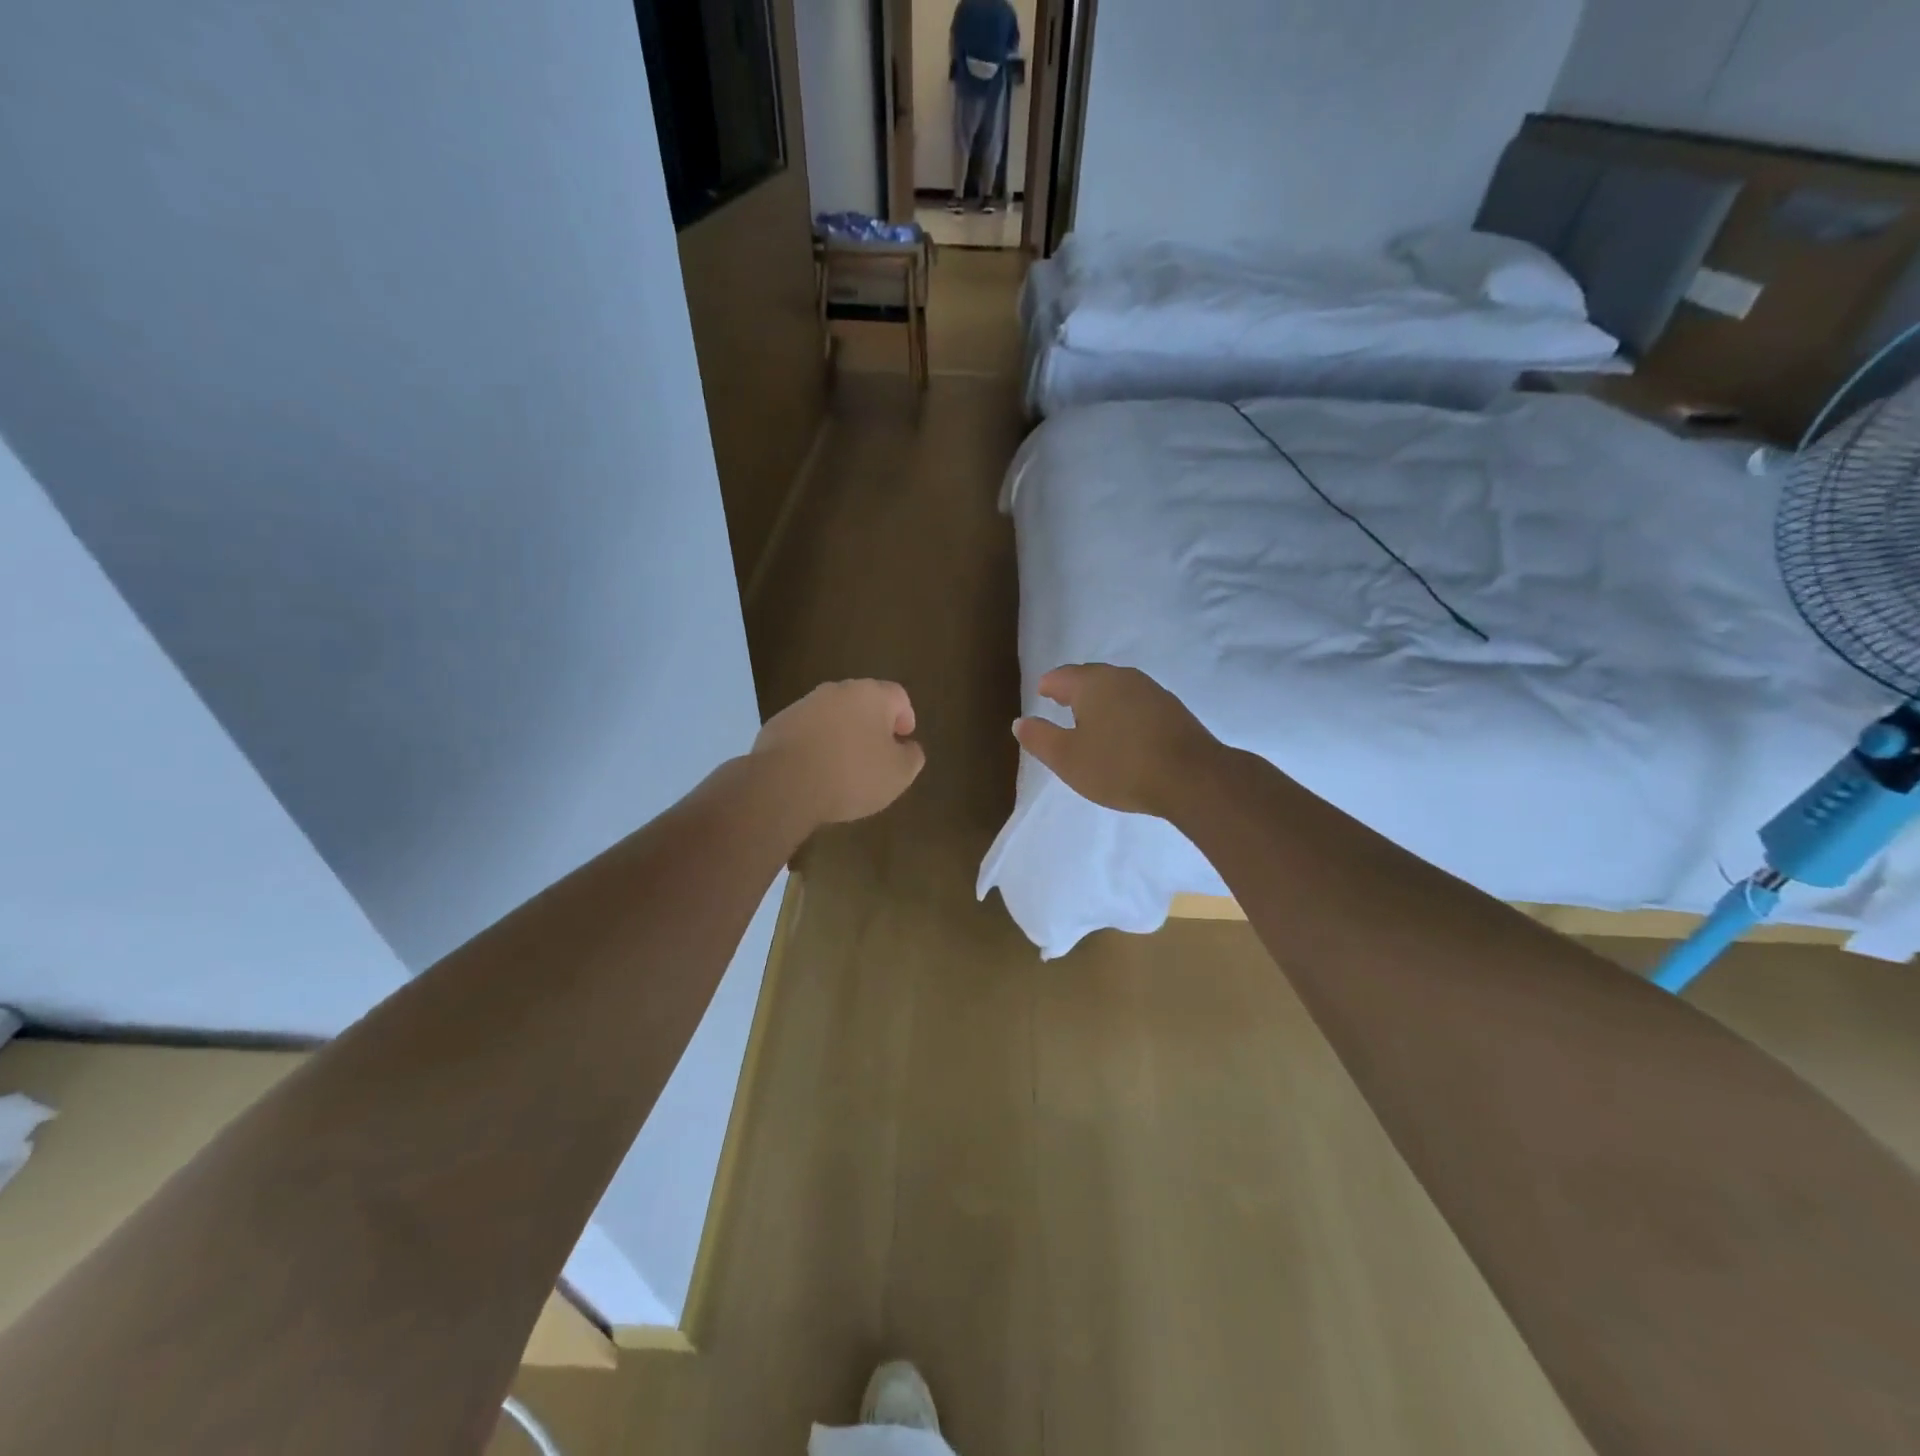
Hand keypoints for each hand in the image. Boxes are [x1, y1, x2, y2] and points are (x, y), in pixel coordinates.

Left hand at [753, 679, 925, 826]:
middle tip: (876, 753)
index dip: (906, 717)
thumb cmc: (852, 775)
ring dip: (842, 734)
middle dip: (872, 725)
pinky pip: (807, 732)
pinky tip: (815, 772)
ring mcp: (803, 705)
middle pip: (863, 702)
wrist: (784, 784)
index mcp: (871, 695)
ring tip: (844, 767)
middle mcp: (837, 691)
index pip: (898, 696)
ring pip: (832, 716)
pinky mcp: (778, 724)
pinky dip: (815, 745)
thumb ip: (912, 756)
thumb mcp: (899, 774)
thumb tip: (908, 747)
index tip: (903, 740)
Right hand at [1012, 664, 1219, 818]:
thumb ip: (1040, 738)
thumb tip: (1020, 722)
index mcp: (1092, 683)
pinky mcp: (1173, 710)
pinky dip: (1124, 713)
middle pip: (1091, 678)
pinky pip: (1137, 704)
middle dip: (1074, 689)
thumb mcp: (1068, 758)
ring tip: (1092, 720)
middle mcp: (1122, 678)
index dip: (1048, 686)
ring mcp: (1152, 691)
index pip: (1062, 676)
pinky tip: (1124, 733)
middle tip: (1062, 703)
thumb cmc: (1119, 766)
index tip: (1041, 694)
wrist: (1191, 777)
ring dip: (1101, 701)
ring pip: (1117, 690)